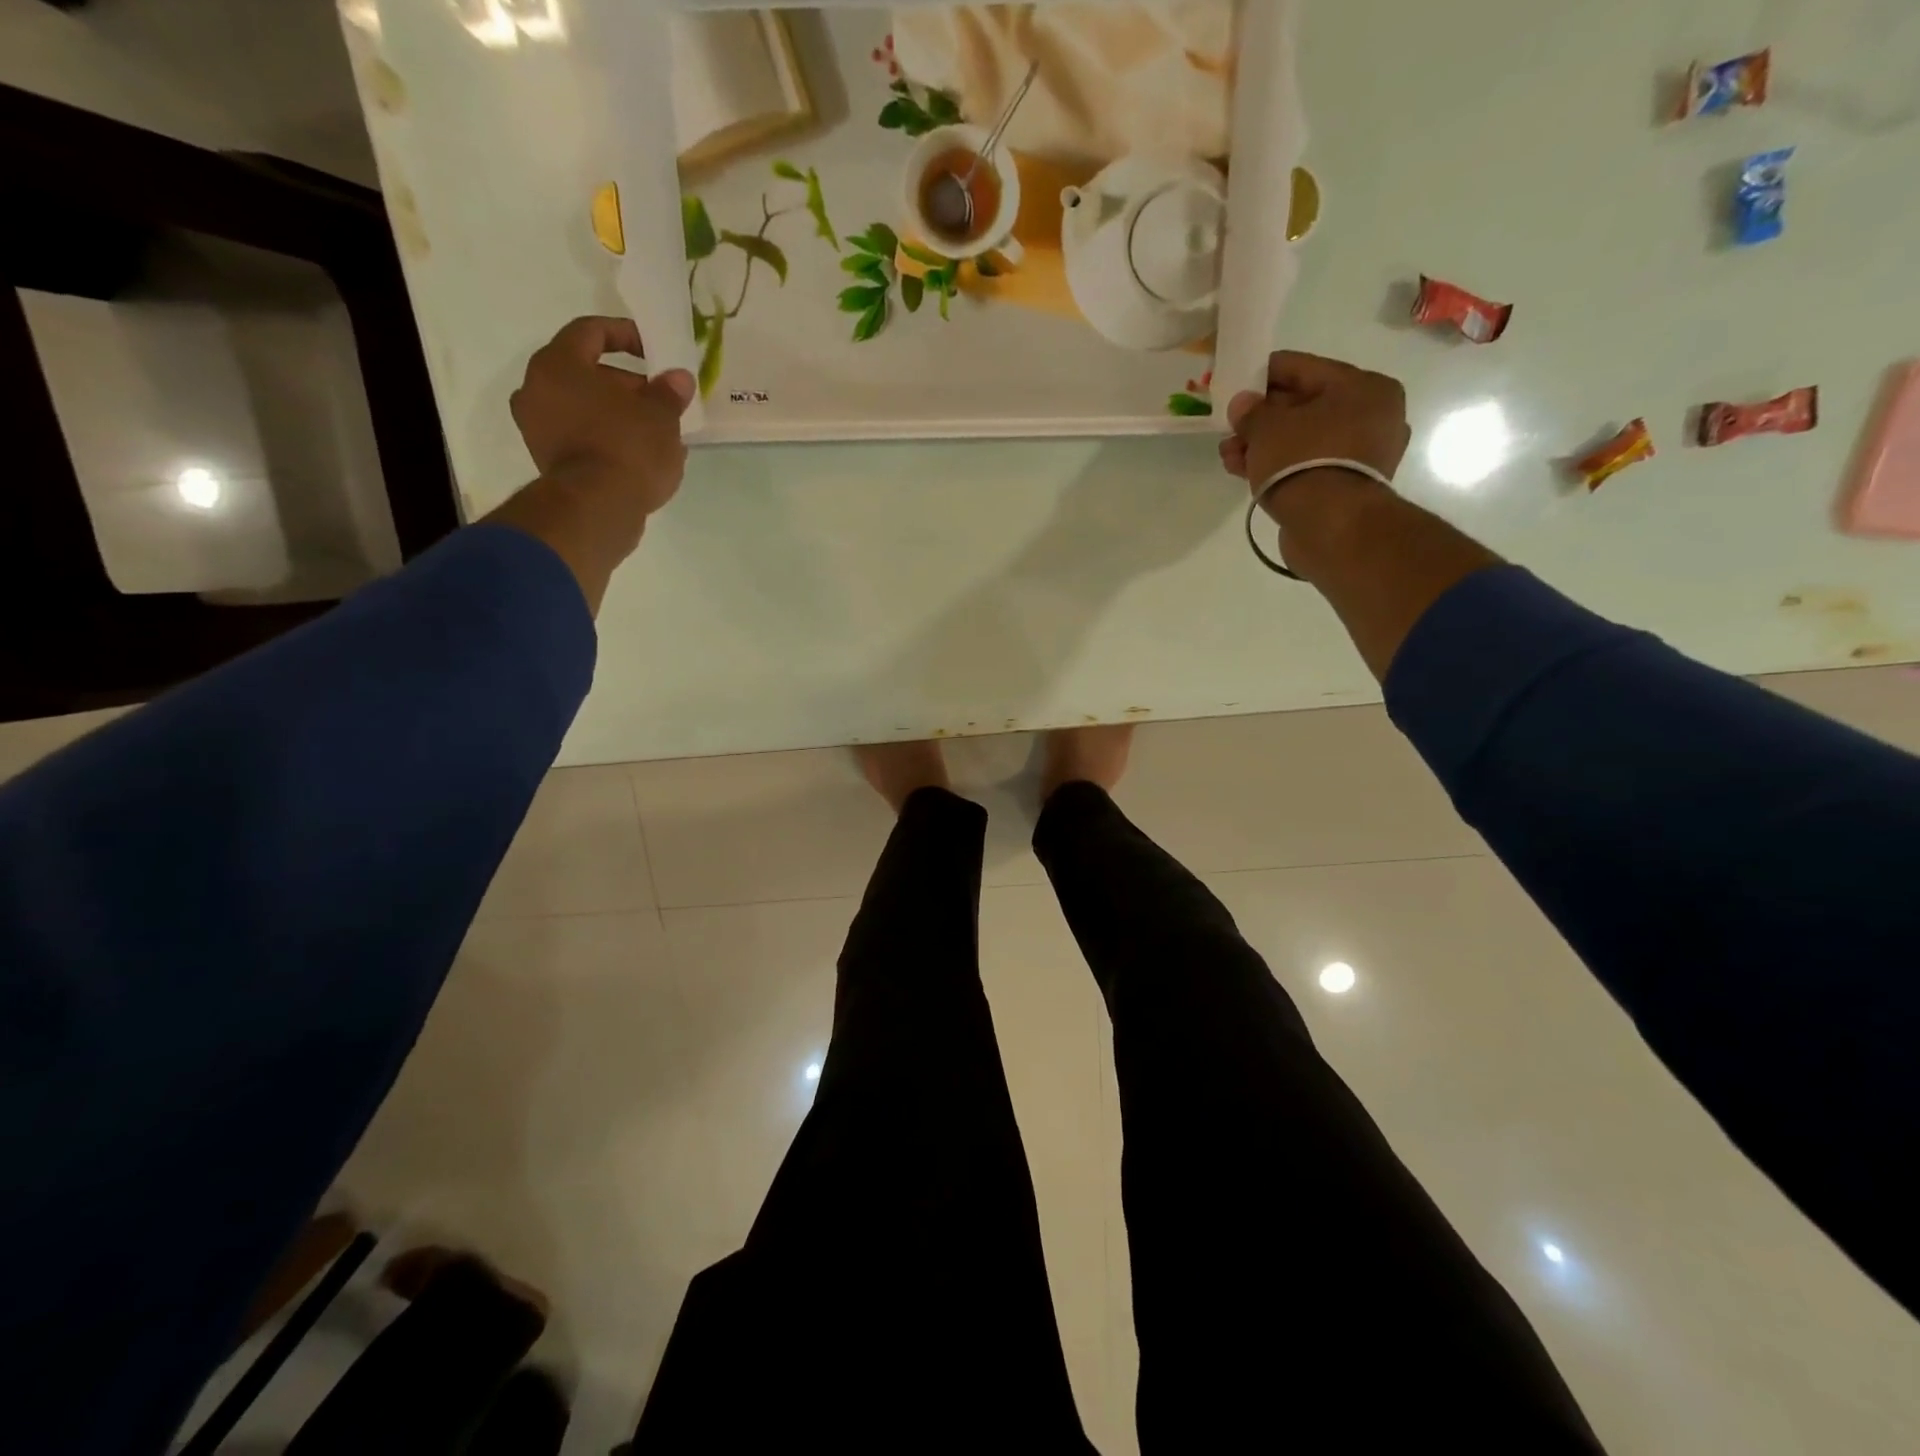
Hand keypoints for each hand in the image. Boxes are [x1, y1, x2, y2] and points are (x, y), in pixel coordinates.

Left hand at [510, 316, 695, 516]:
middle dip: (626, 384)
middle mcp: (536, 389)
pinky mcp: (548, 460)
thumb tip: (678, 378)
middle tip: (660, 399)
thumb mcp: (661, 416)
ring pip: (583, 407)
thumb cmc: (627, 448)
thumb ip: (669, 392)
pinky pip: (581, 435)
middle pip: (585, 372)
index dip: (626, 334)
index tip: (654, 350)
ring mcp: (537, 427)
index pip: (591, 331)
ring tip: (656, 431)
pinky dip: (607, 437)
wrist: (597, 509)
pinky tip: (639, 454)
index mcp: (558, 364)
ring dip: (618, 413)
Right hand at [1220, 352, 1410, 512]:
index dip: (1265, 374)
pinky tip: (1246, 472)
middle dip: (1262, 418)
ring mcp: (1362, 454)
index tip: (1236, 382)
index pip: (1304, 368)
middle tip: (1229, 427)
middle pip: (1304, 407)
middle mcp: (1371, 415)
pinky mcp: (1347, 486)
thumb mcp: (1268, 428)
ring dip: (1264, 446)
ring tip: (1229, 456)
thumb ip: (1251, 411)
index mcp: (1363, 386)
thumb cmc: (1304, 460)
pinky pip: (1307, 464)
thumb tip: (1242, 404)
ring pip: (1302, 440)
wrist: (1332, 526)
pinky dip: (1279, 466)